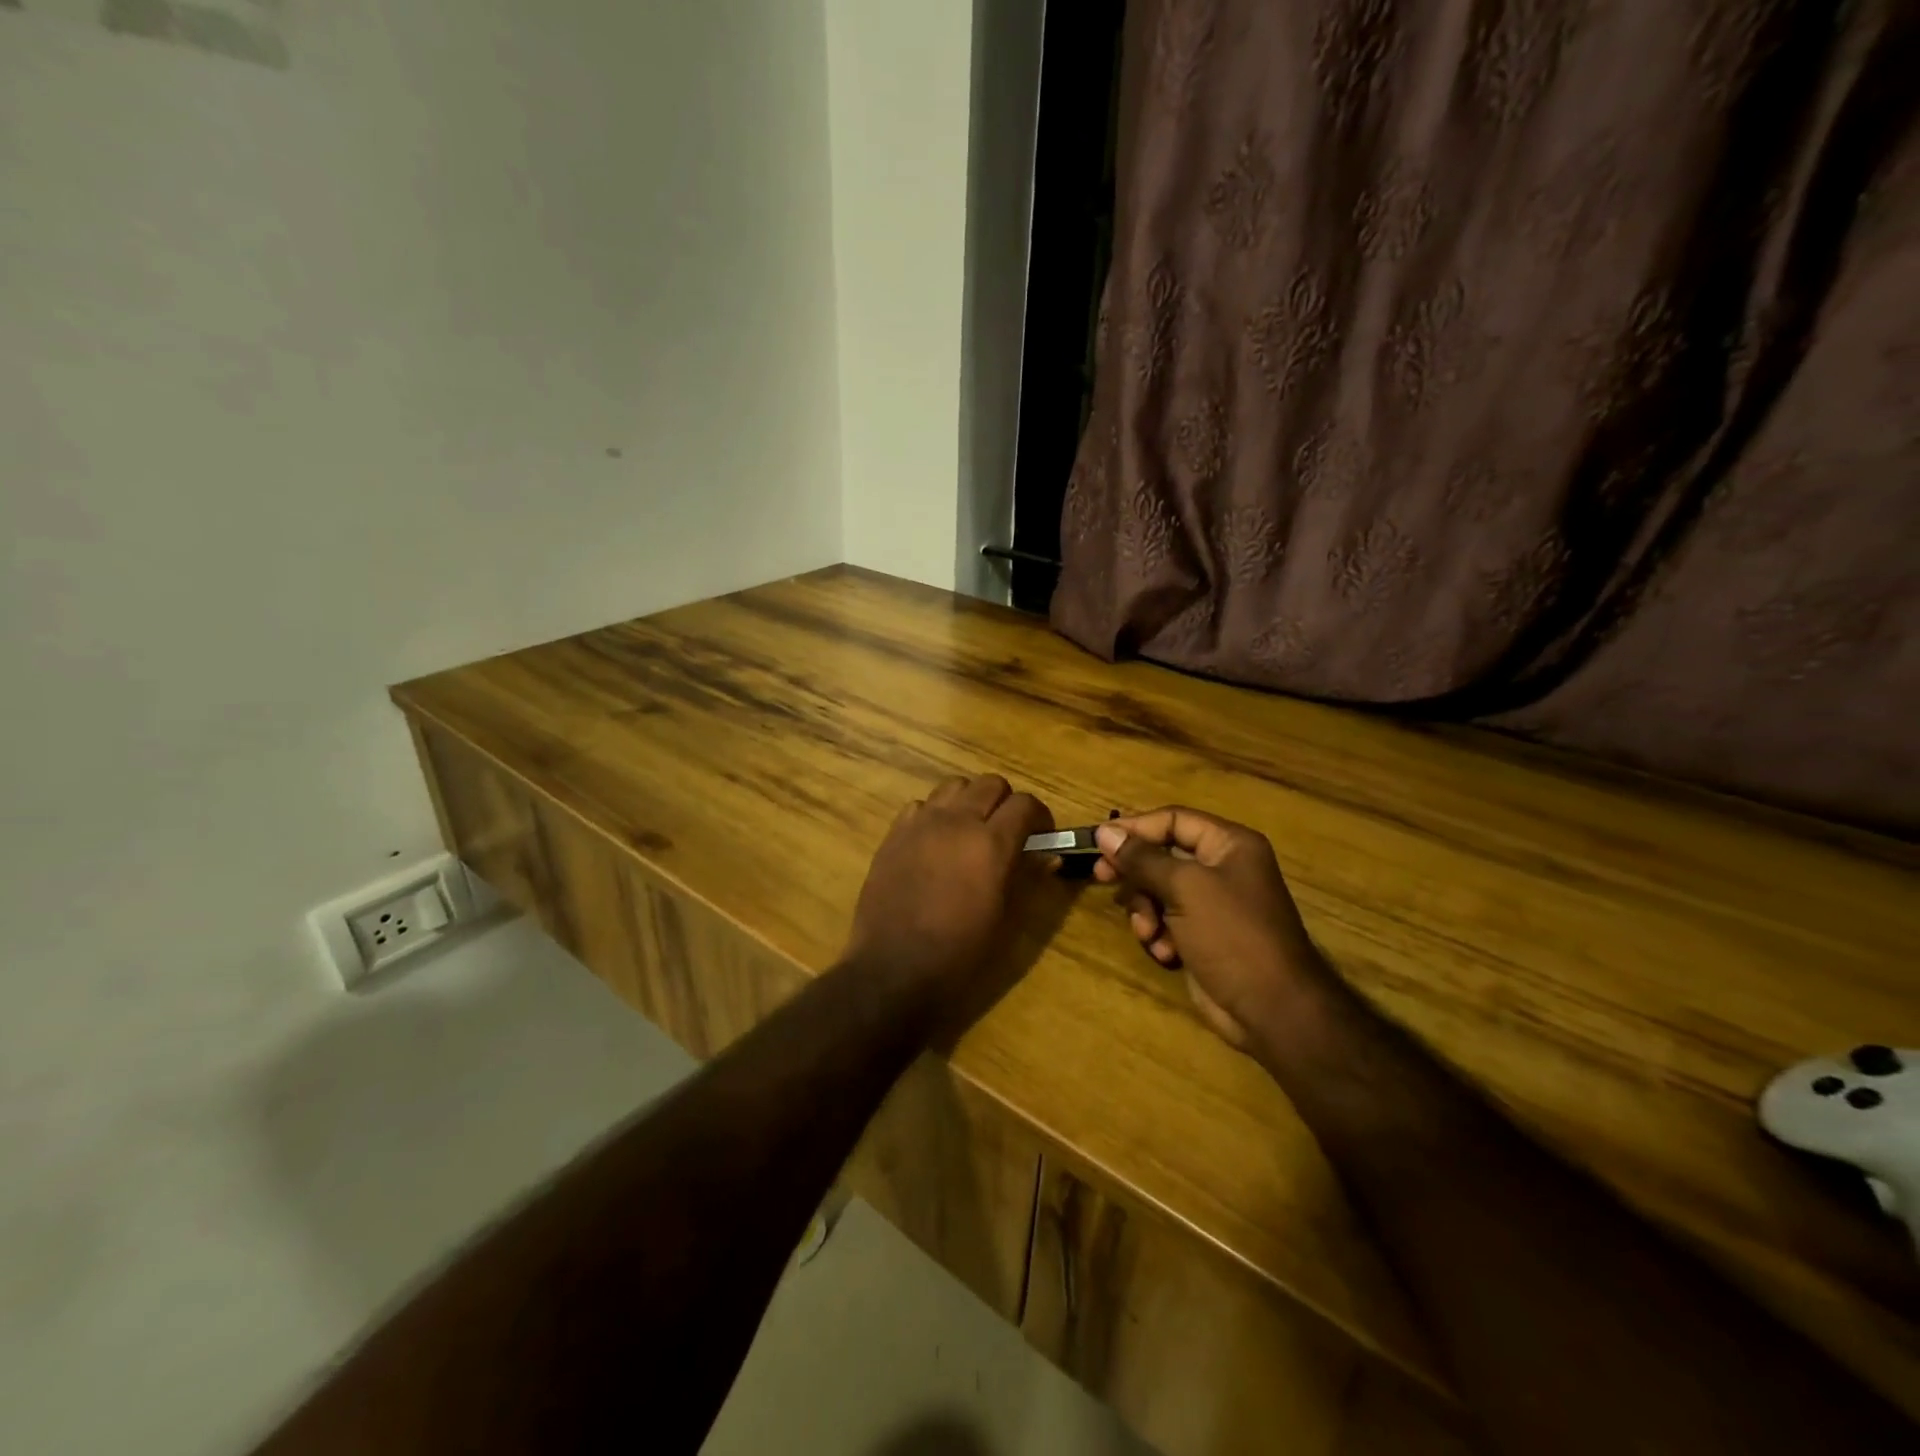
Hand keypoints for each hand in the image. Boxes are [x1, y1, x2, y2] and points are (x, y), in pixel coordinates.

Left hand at [844, 775, 1053, 1002]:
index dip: (1039, 816)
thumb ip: (1026, 878)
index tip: (1040, 834)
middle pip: (990, 783)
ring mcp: (921, 823)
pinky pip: (921, 805)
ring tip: (970, 829)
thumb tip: (1049, 856)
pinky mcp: (894, 833)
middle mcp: (957, 821)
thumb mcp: (1004, 919)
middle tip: (1007, 830)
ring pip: (954, 785)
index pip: (1025, 804)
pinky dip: (935, 814)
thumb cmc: (959, 952)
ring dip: (969, 800)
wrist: (893, 968)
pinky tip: (935, 841)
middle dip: (1006, 802)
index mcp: (991, 844)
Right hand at [1093, 807, 1325, 1049]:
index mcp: (1229, 844)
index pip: (1173, 819)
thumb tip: (1105, 831)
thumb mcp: (1184, 888)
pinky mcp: (1203, 935)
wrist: (1272, 1009)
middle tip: (1102, 878)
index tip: (1098, 841)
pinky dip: (1159, 934)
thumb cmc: (1232, 935)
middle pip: (1162, 855)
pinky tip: (1164, 952)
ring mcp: (1213, 904)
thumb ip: (1142, 858)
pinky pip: (1167, 920)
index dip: (1135, 828)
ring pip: (1159, 890)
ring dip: (1145, 910)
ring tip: (1148, 933)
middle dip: (1135, 873)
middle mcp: (1222, 868)